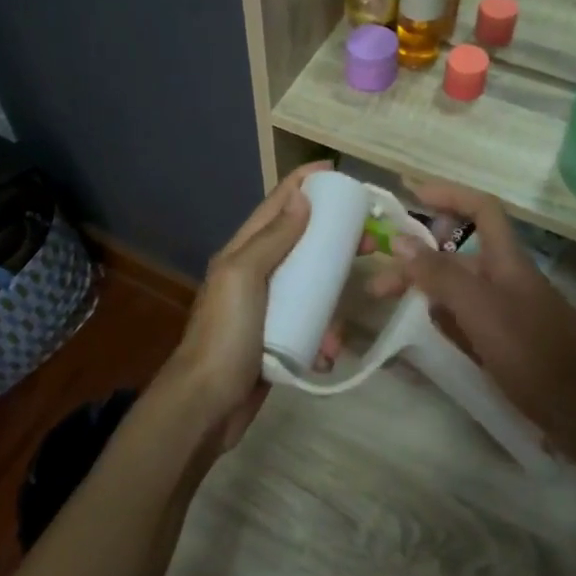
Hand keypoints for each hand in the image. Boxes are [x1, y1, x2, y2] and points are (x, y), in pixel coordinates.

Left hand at [153, 162, 333, 452]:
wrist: (207, 405)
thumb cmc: (225, 334)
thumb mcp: (244, 276)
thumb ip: (272, 238)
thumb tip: (301, 198)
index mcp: (241, 253)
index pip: (275, 205)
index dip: (302, 184)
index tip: (335, 171)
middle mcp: (254, 275)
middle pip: (299, 244)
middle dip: (332, 242)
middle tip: (368, 241)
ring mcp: (266, 310)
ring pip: (310, 290)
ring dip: (331, 305)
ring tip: (342, 325)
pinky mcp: (278, 341)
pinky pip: (310, 328)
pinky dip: (322, 339)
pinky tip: (326, 355)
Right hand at [371, 181, 575, 444]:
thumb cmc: (531, 352)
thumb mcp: (479, 308)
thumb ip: (439, 274)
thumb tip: (400, 241)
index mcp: (506, 260)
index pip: (480, 209)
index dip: (448, 195)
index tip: (410, 194)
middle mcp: (505, 279)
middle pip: (456, 254)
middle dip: (416, 260)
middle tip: (378, 285)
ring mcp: (506, 311)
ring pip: (457, 288)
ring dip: (424, 290)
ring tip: (390, 306)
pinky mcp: (504, 341)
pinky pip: (465, 318)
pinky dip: (442, 319)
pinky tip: (424, 331)